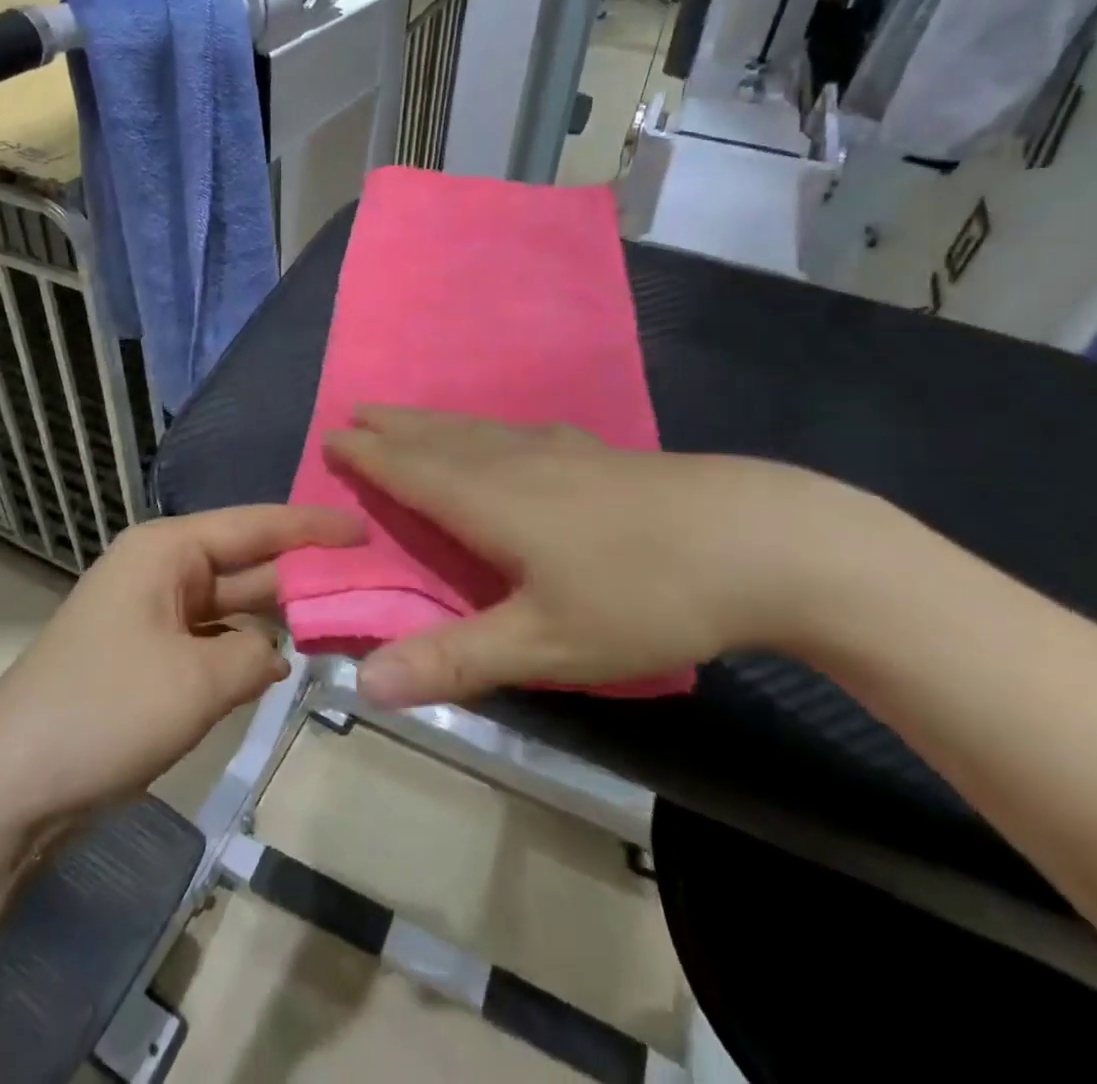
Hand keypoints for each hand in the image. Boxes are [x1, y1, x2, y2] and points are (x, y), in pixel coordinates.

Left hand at [0, 505, 362, 821]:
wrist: (6, 789)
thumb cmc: (105, 712)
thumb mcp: (200, 681)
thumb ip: (257, 654)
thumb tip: (274, 653)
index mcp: (167, 550)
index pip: (257, 524)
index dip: (314, 527)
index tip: (366, 528)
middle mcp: (161, 569)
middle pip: (248, 561)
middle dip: (304, 573)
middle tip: (372, 580)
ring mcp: (152, 614)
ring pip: (232, 604)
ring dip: (278, 616)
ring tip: (344, 618)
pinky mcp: (147, 656)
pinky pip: (212, 638)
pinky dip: (246, 648)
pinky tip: (285, 661)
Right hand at [324, 406, 898, 708]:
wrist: (764, 542)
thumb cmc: (644, 594)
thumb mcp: (547, 645)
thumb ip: (455, 661)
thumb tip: (365, 685)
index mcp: (491, 500)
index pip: (410, 470)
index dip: (369, 456)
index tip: (332, 436)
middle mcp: (517, 462)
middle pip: (439, 437)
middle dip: (394, 427)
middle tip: (357, 411)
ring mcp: (564, 450)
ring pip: (479, 429)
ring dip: (435, 422)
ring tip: (409, 417)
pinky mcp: (601, 454)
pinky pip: (516, 431)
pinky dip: (484, 428)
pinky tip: (505, 434)